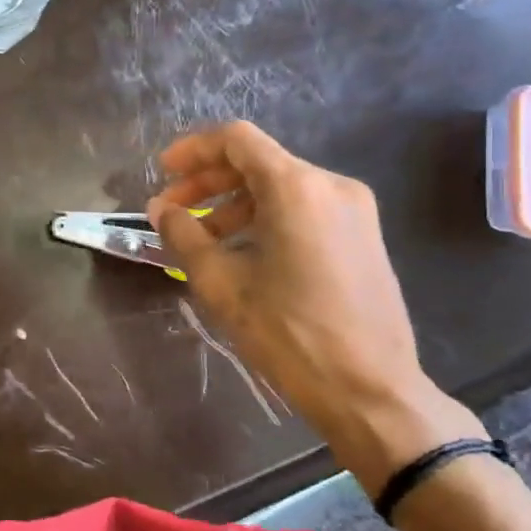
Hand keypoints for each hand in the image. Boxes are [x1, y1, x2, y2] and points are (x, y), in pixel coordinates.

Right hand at [147, 121, 483, 490]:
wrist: (371, 390)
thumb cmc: (289, 333)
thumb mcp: (221, 283)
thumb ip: (184, 235)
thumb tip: (160, 210)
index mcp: (297, 188)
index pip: (236, 140)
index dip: (193, 150)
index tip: (162, 173)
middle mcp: (331, 185)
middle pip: (258, 161)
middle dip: (208, 181)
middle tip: (172, 210)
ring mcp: (354, 210)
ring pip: (280, 186)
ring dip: (234, 203)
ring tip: (202, 238)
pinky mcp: (363, 235)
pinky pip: (304, 208)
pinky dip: (265, 217)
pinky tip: (242, 252)